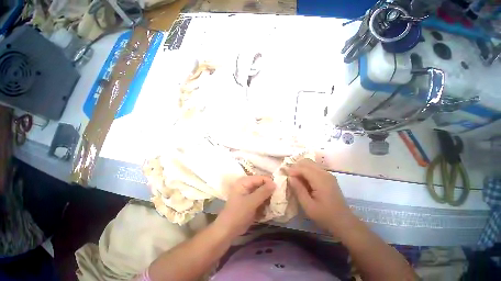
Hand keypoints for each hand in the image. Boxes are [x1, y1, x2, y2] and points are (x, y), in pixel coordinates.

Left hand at [216, 176, 274, 237]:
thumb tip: (275, 183)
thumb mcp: (251, 202)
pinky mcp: (251, 201)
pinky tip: (269, 209)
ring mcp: (249, 194)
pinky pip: (261, 199)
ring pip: (262, 192)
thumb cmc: (238, 214)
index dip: (270, 183)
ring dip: (268, 198)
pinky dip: (265, 203)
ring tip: (274, 204)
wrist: (228, 230)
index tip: (279, 190)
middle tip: (278, 198)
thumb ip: (263, 192)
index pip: (260, 178)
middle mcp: (247, 185)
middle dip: (270, 191)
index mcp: (244, 182)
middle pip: (262, 184)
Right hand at [288, 159, 353, 231]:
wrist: (344, 222)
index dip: (292, 170)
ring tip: (294, 177)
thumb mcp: (308, 206)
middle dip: (296, 166)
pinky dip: (306, 170)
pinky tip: (303, 179)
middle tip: (288, 175)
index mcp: (320, 180)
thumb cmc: (325, 216)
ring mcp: (328, 174)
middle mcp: (325, 173)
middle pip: (307, 162)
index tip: (284, 175)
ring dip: (300, 167)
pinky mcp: (328, 177)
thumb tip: (289, 177)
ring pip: (310, 163)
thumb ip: (298, 190)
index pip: (303, 168)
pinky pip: (314, 168)